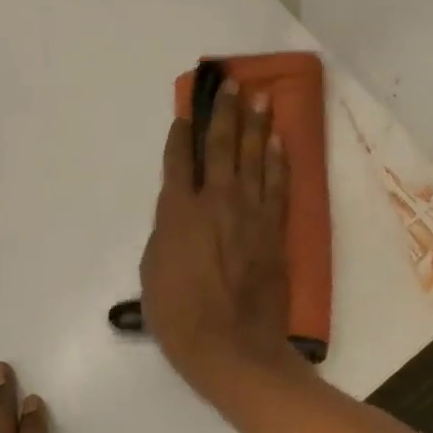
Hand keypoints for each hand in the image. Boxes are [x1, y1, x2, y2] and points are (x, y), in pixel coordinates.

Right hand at [139, 81, 298, 402]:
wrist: (232, 346)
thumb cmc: (180, 316)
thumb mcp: (152, 272)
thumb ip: (167, 233)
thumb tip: (179, 214)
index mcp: (179, 211)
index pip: (179, 160)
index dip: (181, 132)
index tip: (186, 111)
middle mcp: (217, 201)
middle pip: (221, 146)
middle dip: (224, 113)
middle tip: (230, 85)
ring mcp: (251, 212)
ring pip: (254, 157)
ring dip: (256, 124)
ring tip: (259, 97)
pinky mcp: (275, 228)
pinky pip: (279, 184)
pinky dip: (279, 159)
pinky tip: (280, 139)